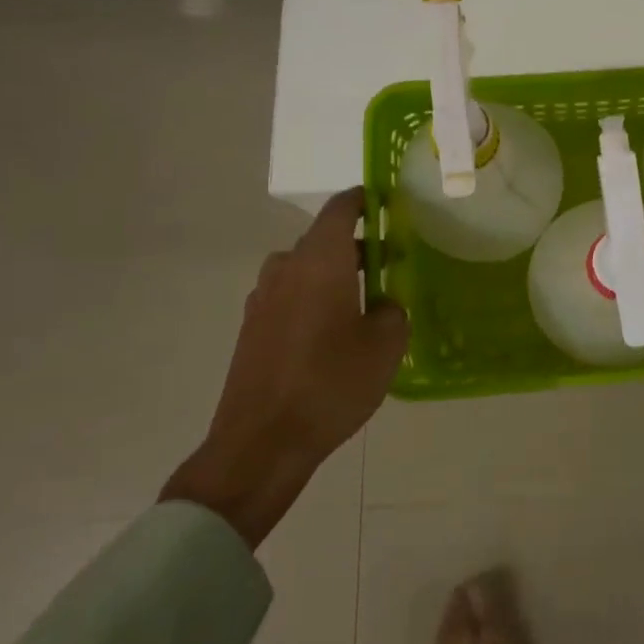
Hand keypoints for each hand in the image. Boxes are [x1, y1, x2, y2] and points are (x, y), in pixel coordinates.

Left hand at [161, 188, 408, 547]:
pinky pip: (288, 296)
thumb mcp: (384, 347)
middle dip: (357, 245)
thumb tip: (383, 304)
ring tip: (363, 300)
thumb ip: (392, 312)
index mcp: (320, 262)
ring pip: (304, 269)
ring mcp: (262, 299)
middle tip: (390, 262)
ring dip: (333, 273)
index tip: (388, 203)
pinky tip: (332, 332)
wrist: (260, 443)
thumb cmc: (330, 384)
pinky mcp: (252, 329)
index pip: (341, 209)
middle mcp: (286, 269)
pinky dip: (312, 298)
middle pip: (323, 240)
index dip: (364, 200)